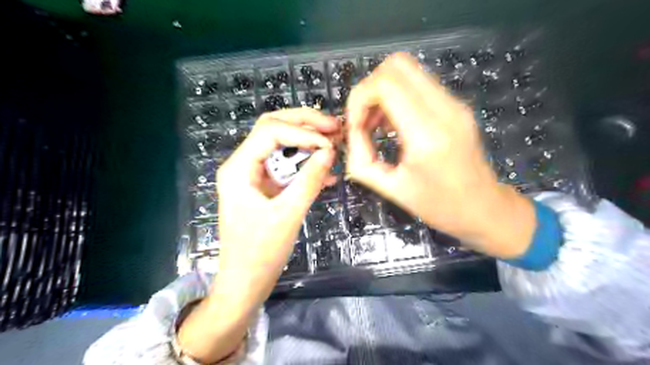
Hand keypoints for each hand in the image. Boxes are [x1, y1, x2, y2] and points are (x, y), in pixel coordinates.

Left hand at [179, 108, 340, 361]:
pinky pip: (288, 168)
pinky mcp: (267, 188)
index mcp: (239, 168)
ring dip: (309, 144)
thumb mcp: (287, 214)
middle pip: (275, 129)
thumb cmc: (259, 253)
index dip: (302, 131)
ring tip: (335, 144)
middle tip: (334, 127)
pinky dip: (307, 166)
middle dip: (305, 125)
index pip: (270, 131)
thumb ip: (309, 180)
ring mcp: (256, 176)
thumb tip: (329, 152)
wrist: (246, 283)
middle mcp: (244, 165)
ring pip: (283, 146)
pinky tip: (327, 173)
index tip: (329, 144)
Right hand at [345, 53, 533, 259]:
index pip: (385, 84)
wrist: (483, 208)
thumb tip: (351, 132)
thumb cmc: (437, 206)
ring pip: (408, 70)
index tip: (355, 126)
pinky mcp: (456, 105)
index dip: (359, 98)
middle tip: (364, 119)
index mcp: (427, 134)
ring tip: (377, 124)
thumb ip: (360, 158)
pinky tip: (393, 124)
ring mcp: (454, 103)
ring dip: (382, 91)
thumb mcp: (389, 188)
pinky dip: (396, 96)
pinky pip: (418, 83)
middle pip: (397, 65)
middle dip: (369, 88)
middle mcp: (445, 109)